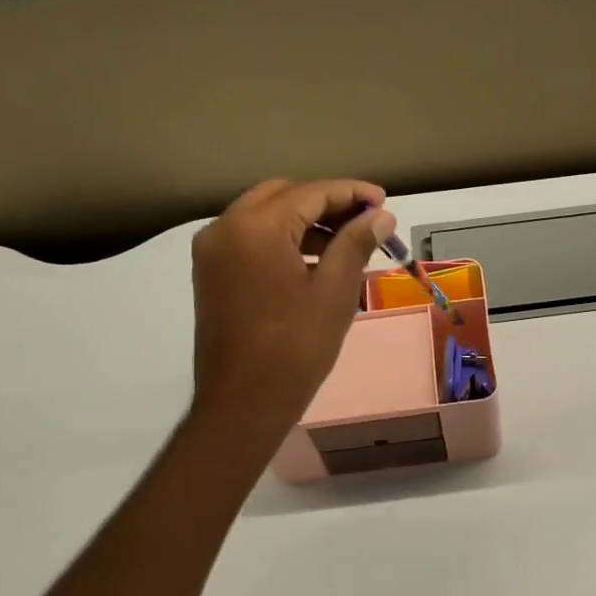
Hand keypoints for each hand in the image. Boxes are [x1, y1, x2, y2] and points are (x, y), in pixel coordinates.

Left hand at [190, 179, 393, 435]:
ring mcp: (213, 251)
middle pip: (283, 196)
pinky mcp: (212, 273)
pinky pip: (251, 239)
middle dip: (326, 203)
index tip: (384, 201)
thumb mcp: (335, 291)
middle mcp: (225, 228)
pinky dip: (283, 239)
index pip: (310, 193)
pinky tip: (315, 260)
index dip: (351, 193)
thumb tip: (381, 216)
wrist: (243, 403)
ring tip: (347, 242)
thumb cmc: (296, 347)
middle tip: (366, 220)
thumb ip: (356, 243)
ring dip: (305, 221)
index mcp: (256, 228)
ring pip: (264, 216)